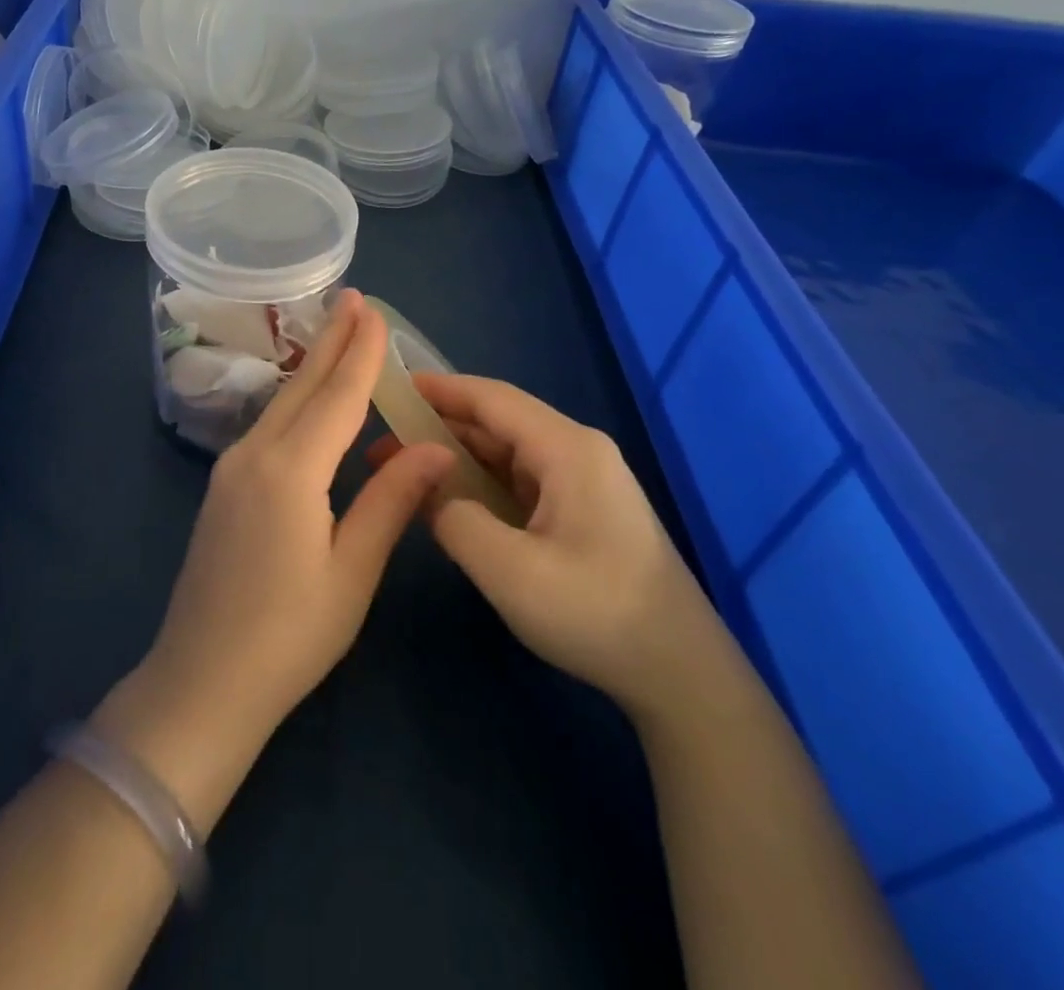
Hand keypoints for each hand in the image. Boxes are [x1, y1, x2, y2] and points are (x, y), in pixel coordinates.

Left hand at [141, 290, 454, 744]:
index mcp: (291, 470)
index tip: (374, 311)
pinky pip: (267, 427)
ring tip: (336, 334)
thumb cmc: (289, 635)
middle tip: (353, 298)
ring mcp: (231, 470)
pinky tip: (308, 399)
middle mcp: (255, 454)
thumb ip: (391, 502)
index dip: (360, 353)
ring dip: (312, 367)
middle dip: (331, 340)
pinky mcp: (223, 488)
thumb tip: (435, 448)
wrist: (201, 679)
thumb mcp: (352, 571)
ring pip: (281, 404)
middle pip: (302, 387)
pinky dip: (295, 401)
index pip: (336, 396)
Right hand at [367, 374, 717, 718]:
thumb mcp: (509, 569)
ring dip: (456, 455)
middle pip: (497, 421)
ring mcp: (583, 482)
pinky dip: (480, 481)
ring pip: (507, 452)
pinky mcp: (583, 510)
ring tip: (403, 467)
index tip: (389, 386)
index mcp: (567, 449)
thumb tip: (424, 485)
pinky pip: (520, 480)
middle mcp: (577, 451)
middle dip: (438, 426)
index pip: (491, 398)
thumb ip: (453, 516)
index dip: (438, 388)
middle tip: (382, 439)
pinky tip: (449, 496)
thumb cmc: (596, 614)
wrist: (682, 677)